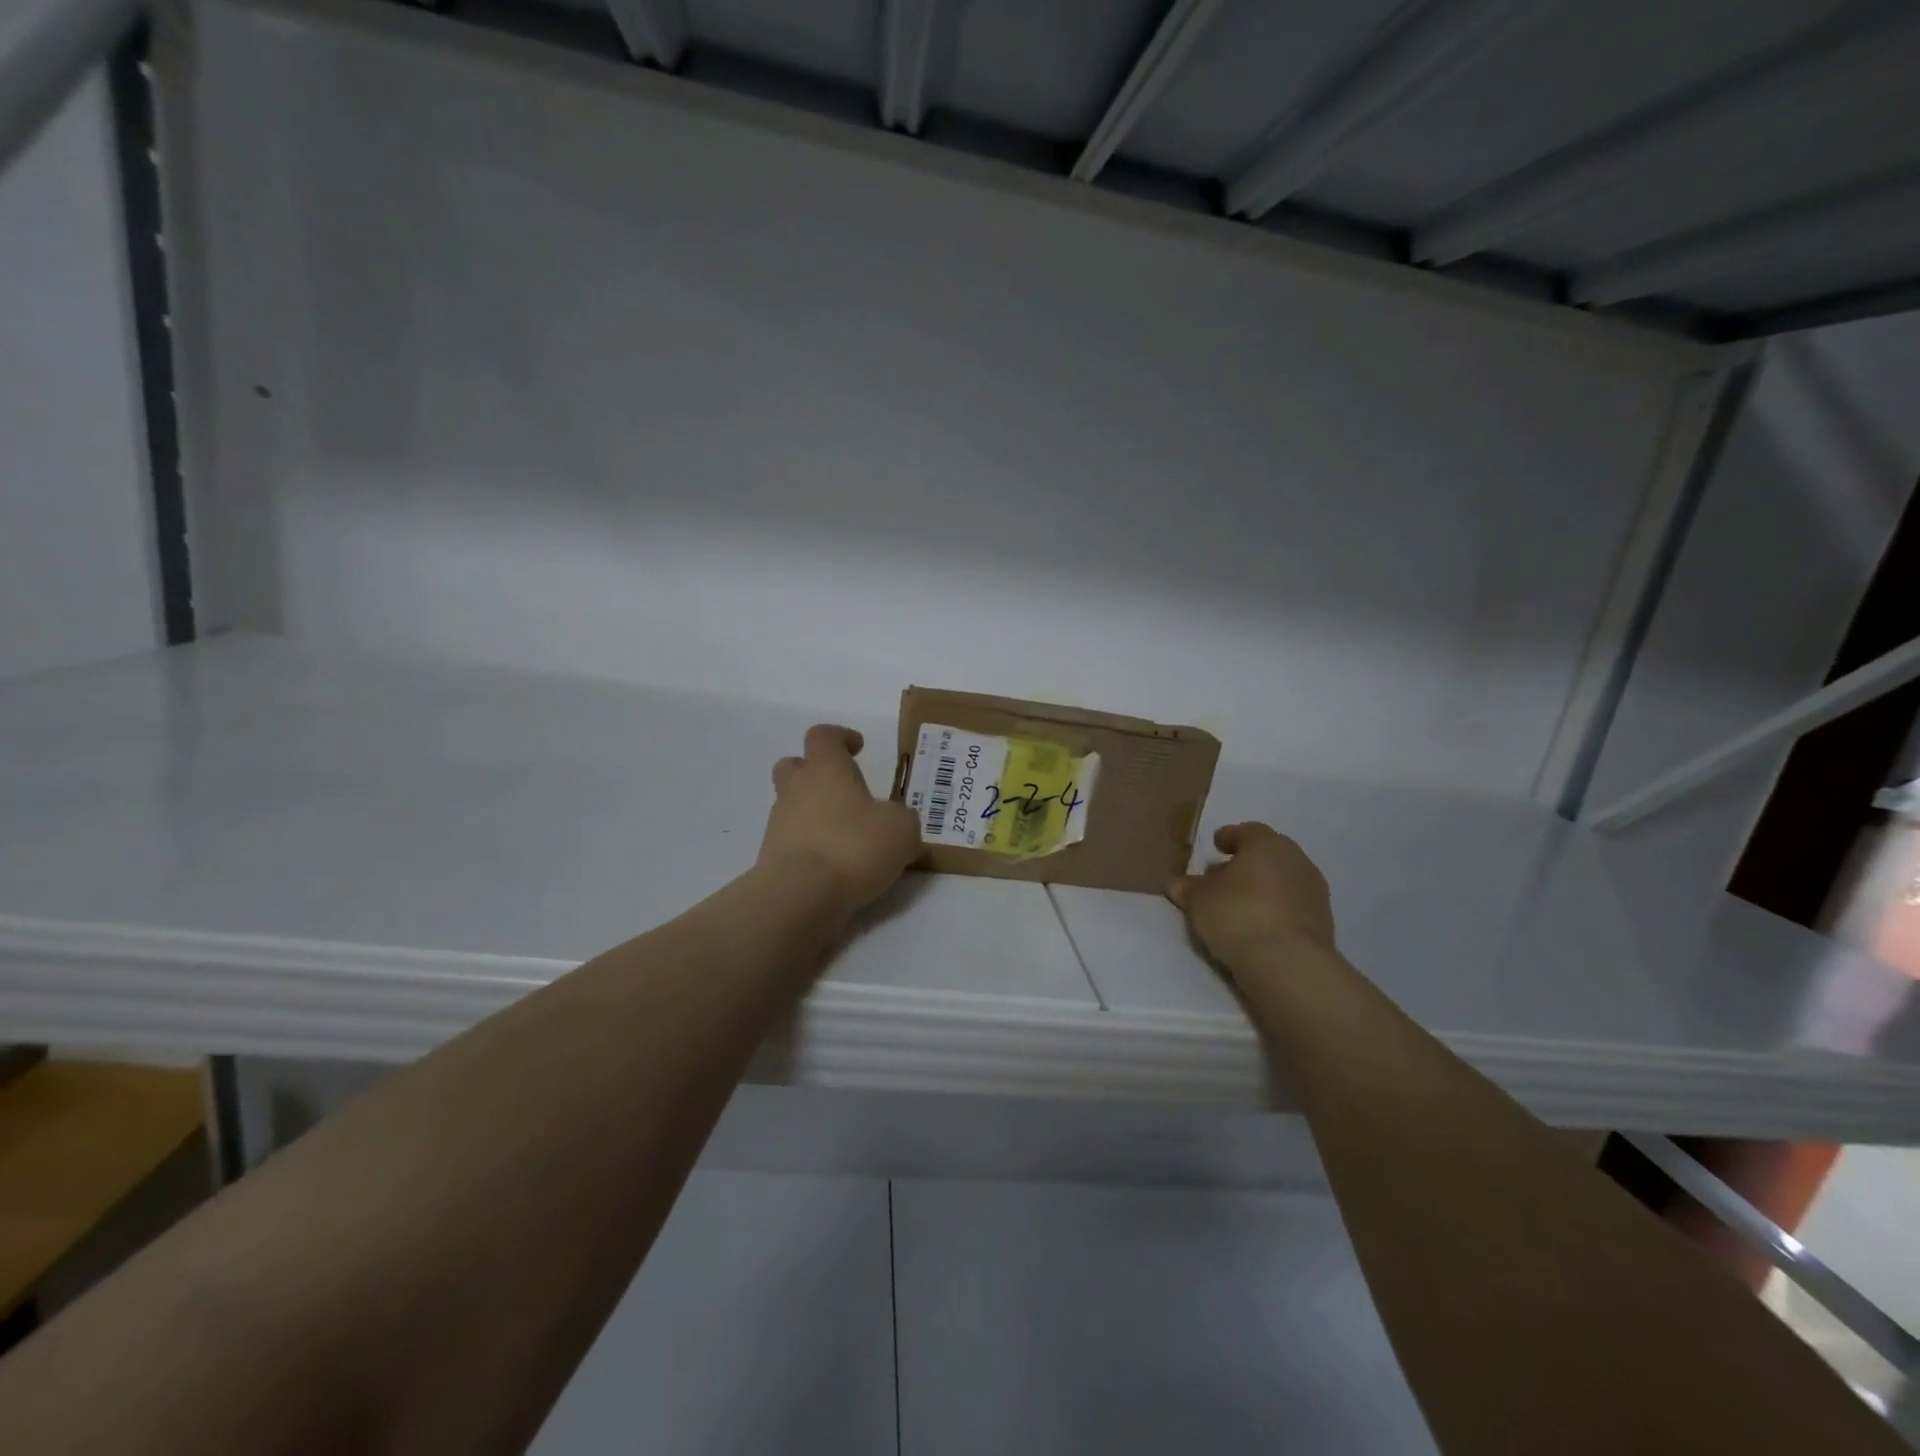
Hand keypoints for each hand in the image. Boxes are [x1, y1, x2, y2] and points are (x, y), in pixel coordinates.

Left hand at [762, 725, 921, 920]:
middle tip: (842, 790)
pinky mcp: (771, 857)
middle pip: (793, 765)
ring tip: (846, 837)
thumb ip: (902, 819)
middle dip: (814, 771)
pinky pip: (792, 841)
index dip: (840, 737)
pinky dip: (810, 846)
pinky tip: (834, 866)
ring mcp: (778, 823)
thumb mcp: (901, 830)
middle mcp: (796, 789)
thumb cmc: (854, 846)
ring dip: (814, 813)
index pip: (823, 735)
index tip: (858, 748)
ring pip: (792, 805)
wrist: (801, 895)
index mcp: (826, 769)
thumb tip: (895, 821)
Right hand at [1167, 823, 1335, 971]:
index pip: (1247, 831)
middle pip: (1268, 855)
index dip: (1229, 837)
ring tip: (1240, 905)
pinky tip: (1260, 925)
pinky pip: (1293, 907)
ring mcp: (1315, 892)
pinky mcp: (1324, 923)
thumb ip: (1189, 888)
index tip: (1216, 845)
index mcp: (1267, 844)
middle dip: (1246, 864)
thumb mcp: (1199, 900)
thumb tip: (1177, 884)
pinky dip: (1277, 910)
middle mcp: (1296, 860)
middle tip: (1224, 877)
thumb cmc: (1238, 914)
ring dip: (1264, 888)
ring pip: (1283, 881)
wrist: (1288, 963)